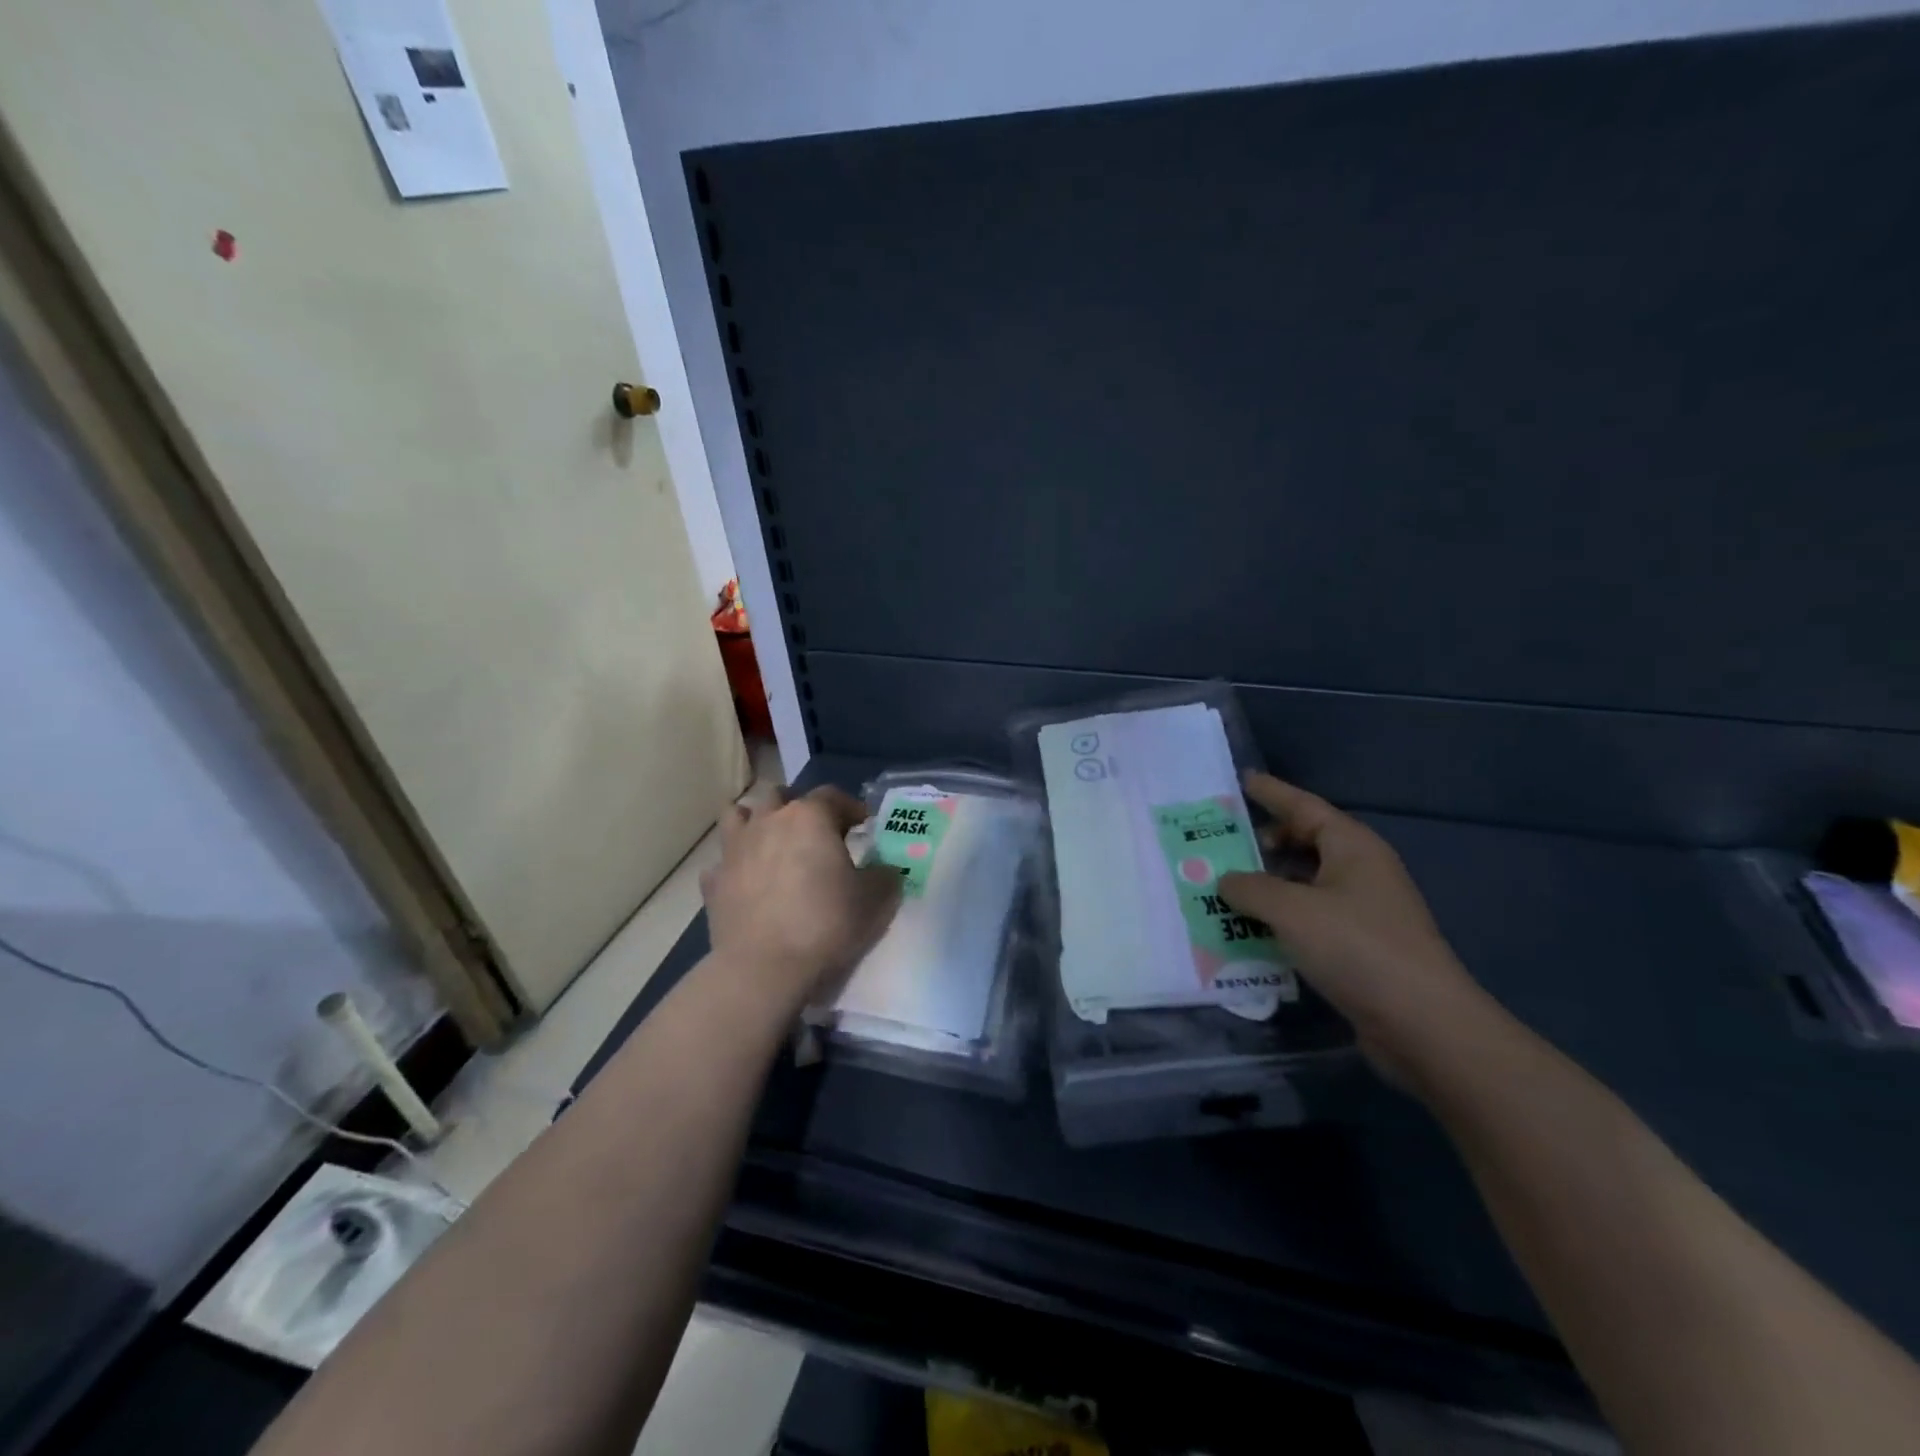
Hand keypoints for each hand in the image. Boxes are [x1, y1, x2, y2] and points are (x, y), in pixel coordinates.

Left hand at [701, 786, 900, 1009]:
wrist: (764, 968)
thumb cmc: (825, 923)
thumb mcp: (875, 900)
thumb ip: (884, 875)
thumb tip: (884, 869)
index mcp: (809, 817)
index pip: (833, 795)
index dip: (851, 807)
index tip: (862, 825)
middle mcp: (768, 821)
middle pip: (780, 795)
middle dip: (798, 807)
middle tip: (815, 833)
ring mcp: (734, 849)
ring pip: (739, 815)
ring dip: (756, 822)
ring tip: (772, 843)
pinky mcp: (712, 881)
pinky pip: (722, 861)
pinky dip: (735, 866)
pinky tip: (747, 883)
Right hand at [1218, 773, 1489, 1080]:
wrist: (1423, 1024)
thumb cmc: (1356, 948)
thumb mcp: (1291, 911)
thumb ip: (1249, 888)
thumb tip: (1225, 880)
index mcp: (1352, 847)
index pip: (1304, 806)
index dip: (1272, 793)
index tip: (1242, 780)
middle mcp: (1360, 871)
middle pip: (1305, 842)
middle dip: (1265, 841)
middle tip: (1222, 844)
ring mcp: (1363, 910)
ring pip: (1305, 883)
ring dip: (1268, 884)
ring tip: (1225, 889)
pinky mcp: (1359, 947)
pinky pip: (1310, 918)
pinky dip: (1281, 918)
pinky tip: (1251, 930)